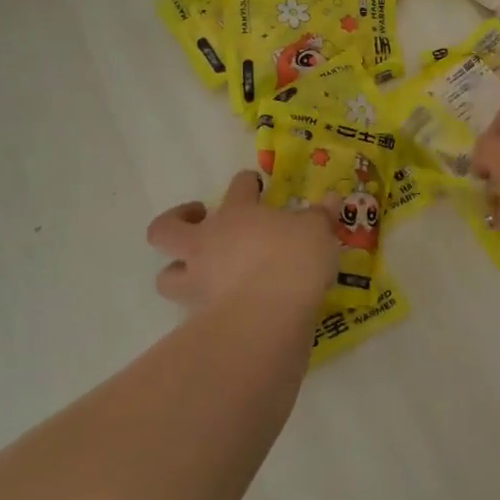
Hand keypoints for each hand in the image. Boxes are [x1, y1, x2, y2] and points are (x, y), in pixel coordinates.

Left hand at [146, 170, 340, 322]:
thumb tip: (333, 199)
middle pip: (168, 228)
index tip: (254, 185)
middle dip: (177, 219)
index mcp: (238, 213)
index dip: (246, 183)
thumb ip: (322, 216)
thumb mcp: (317, 231)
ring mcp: (199, 280)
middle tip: (199, 218)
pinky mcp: (200, 316)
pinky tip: (222, 307)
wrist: (270, 312)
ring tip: (197, 272)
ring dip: (176, 271)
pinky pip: (191, 310)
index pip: (238, 187)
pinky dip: (203, 307)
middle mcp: (208, 242)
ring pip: (166, 276)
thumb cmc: (294, 258)